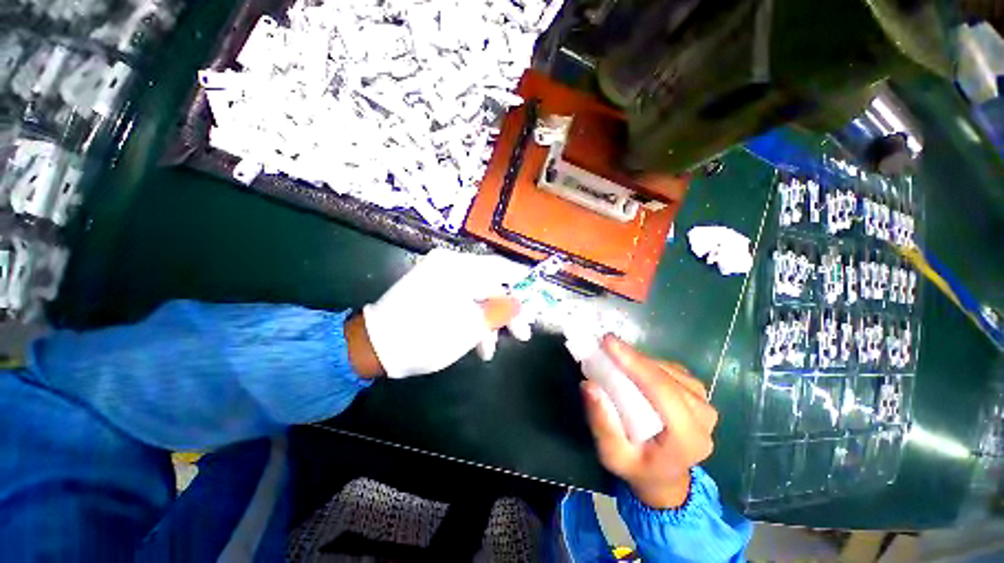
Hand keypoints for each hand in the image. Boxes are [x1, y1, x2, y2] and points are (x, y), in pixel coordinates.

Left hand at [354, 249, 527, 378]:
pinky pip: (462, 299)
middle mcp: (449, 264)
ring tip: (490, 349)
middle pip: (491, 284)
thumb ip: (500, 311)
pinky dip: (471, 318)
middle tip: (521, 334)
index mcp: (458, 266)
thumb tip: (520, 303)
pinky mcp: (432, 289)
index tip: (536, 300)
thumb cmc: (425, 336)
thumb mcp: (470, 326)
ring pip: (477, 295)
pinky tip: (475, 341)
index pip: (502, 268)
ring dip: (488, 320)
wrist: (373, 346)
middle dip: (506, 311)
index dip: (522, 284)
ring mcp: (439, 276)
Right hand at [581, 335, 717, 508]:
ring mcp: (704, 402)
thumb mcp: (612, 454)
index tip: (608, 342)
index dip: (635, 363)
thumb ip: (602, 423)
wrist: (664, 475)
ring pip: (668, 369)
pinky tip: (631, 364)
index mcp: (688, 439)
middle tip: (604, 343)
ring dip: (639, 359)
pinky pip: (670, 369)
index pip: (662, 392)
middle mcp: (704, 418)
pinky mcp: (697, 392)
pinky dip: (647, 363)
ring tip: (614, 354)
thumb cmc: (637, 467)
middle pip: (666, 377)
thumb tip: (589, 385)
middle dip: (633, 358)